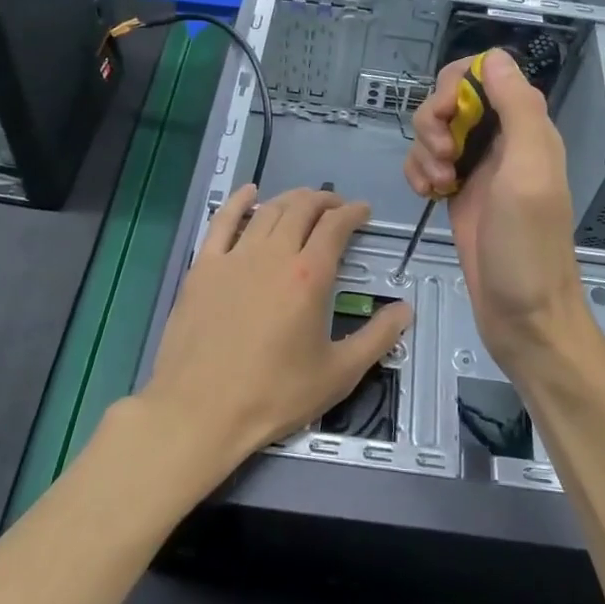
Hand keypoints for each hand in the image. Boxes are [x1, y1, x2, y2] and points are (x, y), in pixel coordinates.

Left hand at [141, 185, 412, 477]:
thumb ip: (377, 338)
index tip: (363, 212)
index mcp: (309, 276)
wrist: (199, 411)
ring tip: (303, 202)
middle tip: (337, 207)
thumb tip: (405, 310)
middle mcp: (273, 255)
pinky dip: (239, 201)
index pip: (336, 227)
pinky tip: (249, 192)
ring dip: (290, 199)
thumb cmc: (273, 395)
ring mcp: (234, 257)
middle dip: (324, 200)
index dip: (353, 213)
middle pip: (302, 209)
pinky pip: (222, 221)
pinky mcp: (203, 267)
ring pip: (267, 211)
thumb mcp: (338, 375)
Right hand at [403, 49, 587, 367]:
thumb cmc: (527, 246)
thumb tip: (495, 57)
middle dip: (434, 121)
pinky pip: (426, 163)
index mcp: (526, 128)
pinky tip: (427, 195)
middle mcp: (501, 141)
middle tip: (443, 157)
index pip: (485, 74)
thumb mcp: (528, 172)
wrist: (523, 316)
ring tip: (438, 185)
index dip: (456, 86)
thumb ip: (517, 110)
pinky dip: (418, 172)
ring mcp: (477, 168)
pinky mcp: (457, 193)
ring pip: (435, 131)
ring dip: (425, 150)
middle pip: (452, 99)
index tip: (446, 117)